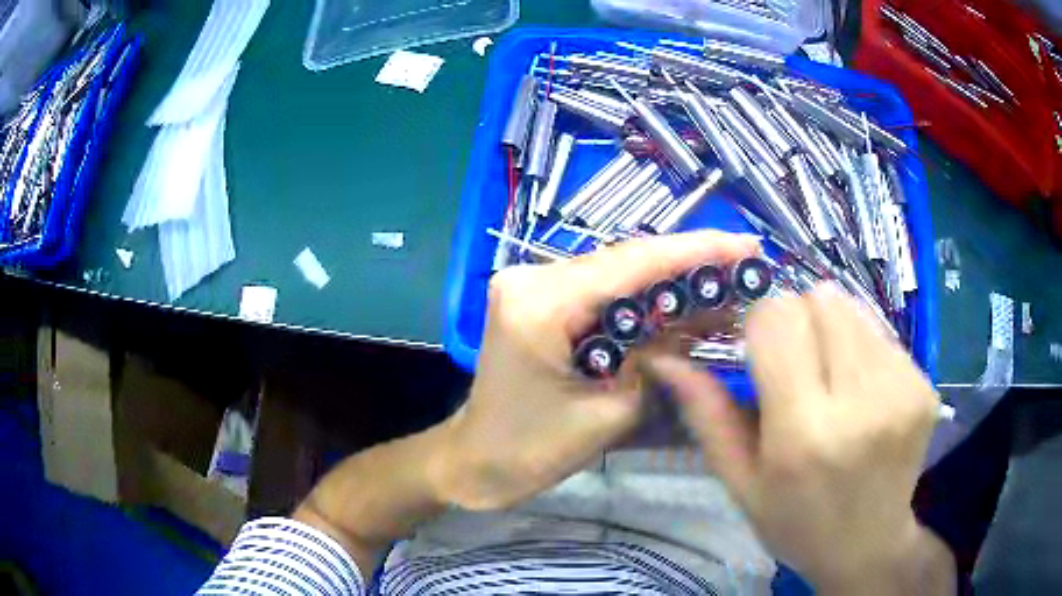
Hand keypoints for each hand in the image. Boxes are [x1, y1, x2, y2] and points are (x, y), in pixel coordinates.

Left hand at [430, 231, 759, 509]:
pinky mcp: (537, 299)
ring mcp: (530, 284)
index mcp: (540, 302)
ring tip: (723, 277)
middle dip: (687, 262)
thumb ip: (657, 361)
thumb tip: (699, 318)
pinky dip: (641, 296)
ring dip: (667, 277)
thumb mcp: (608, 412)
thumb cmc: (530, 450)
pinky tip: (678, 297)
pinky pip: (599, 290)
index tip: (745, 244)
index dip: (695, 251)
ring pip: (614, 272)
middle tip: (744, 262)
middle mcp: (531, 277)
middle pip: (623, 261)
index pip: (631, 264)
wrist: (475, 461)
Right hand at [647, 284, 947, 591]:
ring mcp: (902, 389)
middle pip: (820, 299)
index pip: (778, 318)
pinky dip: (862, 350)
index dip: (760, 324)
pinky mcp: (925, 383)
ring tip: (832, 380)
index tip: (759, 354)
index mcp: (804, 433)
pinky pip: (881, 333)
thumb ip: (706, 415)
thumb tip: (666, 358)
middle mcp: (861, 402)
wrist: (867, 545)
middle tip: (797, 367)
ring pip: (852, 308)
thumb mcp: (740, 482)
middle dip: (798, 321)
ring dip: (832, 332)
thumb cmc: (796, 522)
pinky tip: (862, 393)